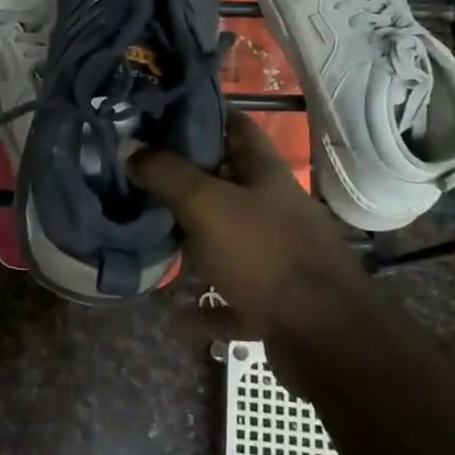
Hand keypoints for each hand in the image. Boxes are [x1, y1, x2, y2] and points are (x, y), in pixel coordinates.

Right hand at [129, 110, 367, 337]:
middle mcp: (276, 209)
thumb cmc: (264, 255)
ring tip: (152, 237)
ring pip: (229, 239)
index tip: (159, 117)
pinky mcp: (277, 300)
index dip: (202, 116)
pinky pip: (233, 295)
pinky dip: (207, 304)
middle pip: (229, 184)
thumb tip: (130, 147)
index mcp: (267, 174)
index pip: (236, 126)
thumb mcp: (206, 204)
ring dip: (195, 242)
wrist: (324, 338)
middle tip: (140, 178)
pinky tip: (178, 314)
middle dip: (188, 181)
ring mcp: (280, 256)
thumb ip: (166, 173)